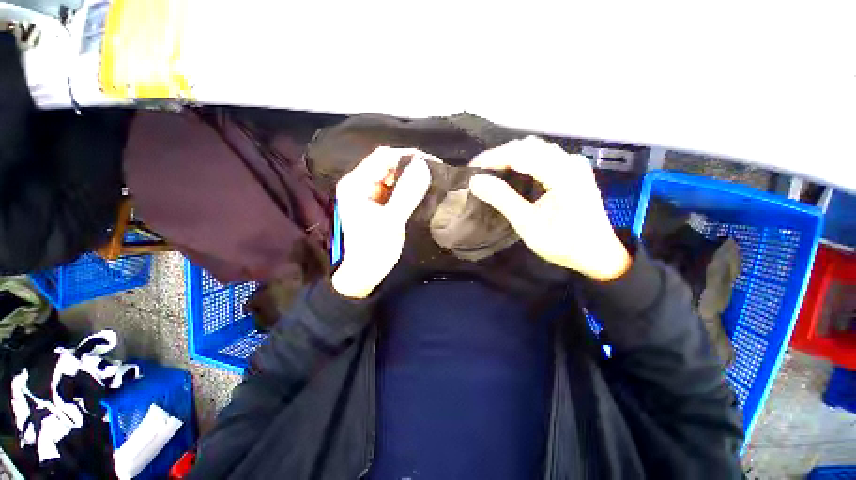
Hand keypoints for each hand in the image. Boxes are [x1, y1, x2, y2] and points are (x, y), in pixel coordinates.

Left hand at [332, 147, 431, 297]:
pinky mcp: (375, 202)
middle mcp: (359, 183)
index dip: (407, 156)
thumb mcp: (392, 220)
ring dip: (409, 177)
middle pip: (386, 164)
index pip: (383, 157)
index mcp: (356, 184)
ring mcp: (367, 193)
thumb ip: (407, 192)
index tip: (431, 162)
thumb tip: (423, 164)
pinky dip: (406, 188)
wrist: (365, 272)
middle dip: (410, 166)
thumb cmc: (375, 249)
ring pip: (391, 176)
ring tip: (430, 181)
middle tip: (433, 173)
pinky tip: (419, 191)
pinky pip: (392, 188)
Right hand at [469, 136, 631, 281]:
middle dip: (499, 155)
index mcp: (562, 175)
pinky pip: (542, 156)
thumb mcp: (528, 225)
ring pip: (535, 148)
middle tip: (479, 170)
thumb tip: (476, 181)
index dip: (492, 158)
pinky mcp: (572, 170)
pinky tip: (511, 172)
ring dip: (510, 156)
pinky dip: (522, 160)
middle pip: (527, 146)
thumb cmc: (564, 244)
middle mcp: (570, 162)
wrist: (598, 254)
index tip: (472, 168)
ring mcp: (573, 164)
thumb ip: (502, 199)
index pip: (520, 154)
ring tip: (490, 170)